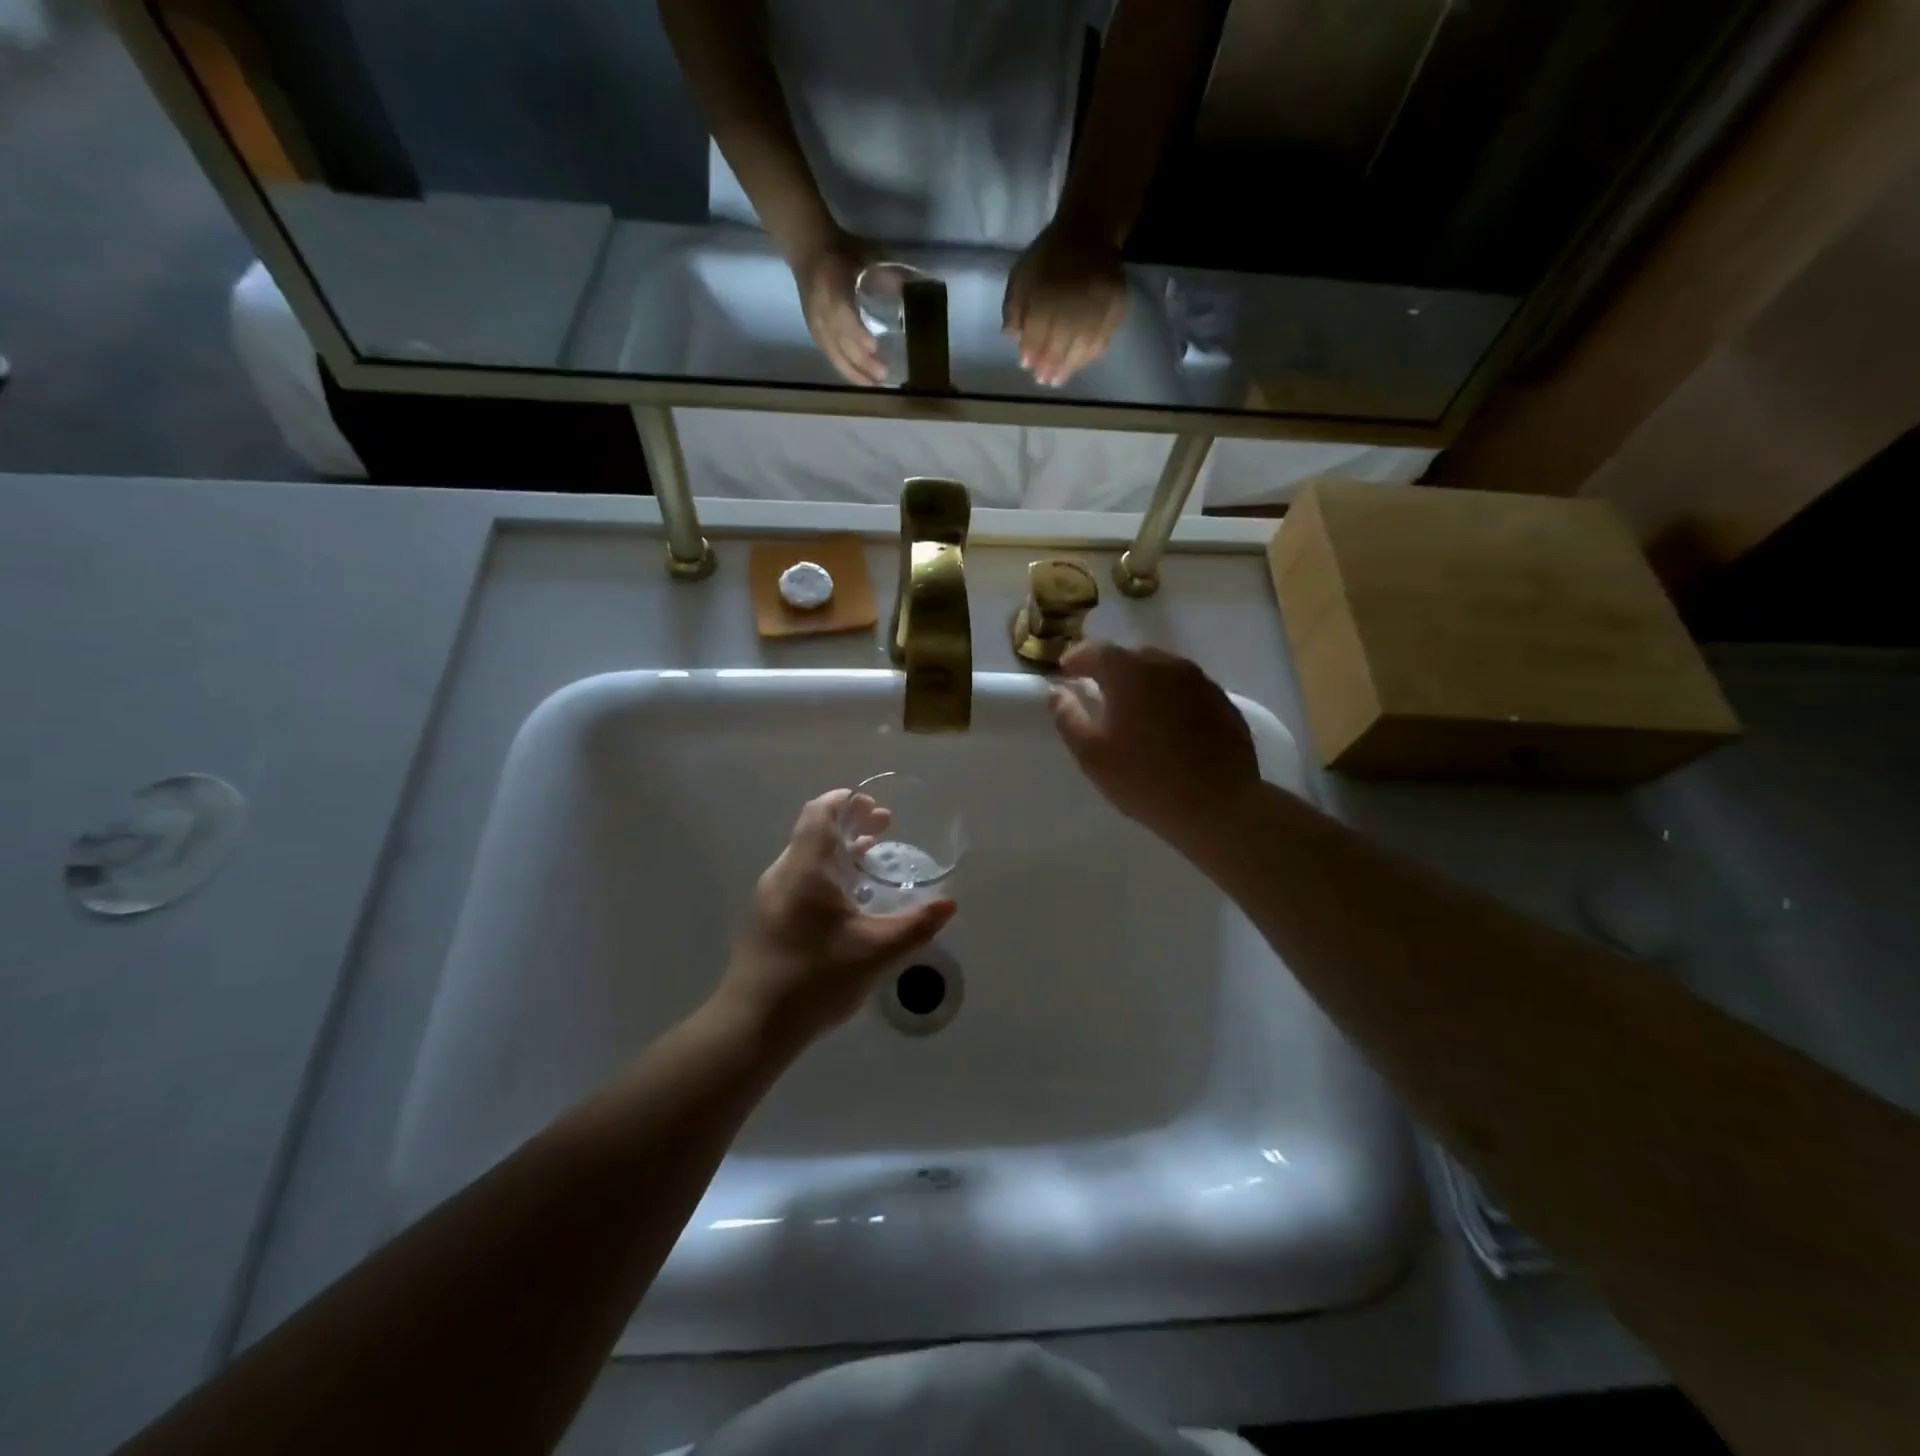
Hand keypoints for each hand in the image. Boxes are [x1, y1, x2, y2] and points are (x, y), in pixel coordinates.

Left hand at [716, 789, 955, 1048]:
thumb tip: (949, 904)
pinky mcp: (767, 921)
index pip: (820, 814)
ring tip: (871, 857)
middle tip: (884, 825)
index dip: (844, 801)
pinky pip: (799, 881)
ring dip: (838, 851)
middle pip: (814, 833)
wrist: (752, 1026)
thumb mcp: (876, 951)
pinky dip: (826, 874)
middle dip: (849, 824)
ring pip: (806, 859)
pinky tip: (848, 900)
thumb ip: (916, 925)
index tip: (871, 800)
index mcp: (805, 869)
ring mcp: (771, 898)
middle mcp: (783, 874)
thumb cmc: (814, 977)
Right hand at [790, 229, 886, 386]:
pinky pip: (831, 356)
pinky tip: (862, 379)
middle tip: (884, 375)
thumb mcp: (867, 254)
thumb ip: (891, 274)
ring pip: (834, 354)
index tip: (874, 347)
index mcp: (832, 286)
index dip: (857, 333)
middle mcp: (821, 309)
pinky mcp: (815, 333)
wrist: (808, 248)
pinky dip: (847, 370)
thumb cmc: (843, 251)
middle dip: (862, 362)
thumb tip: (921, 288)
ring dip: (855, 372)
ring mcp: (816, 323)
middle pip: (840, 342)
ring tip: (876, 385)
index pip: (842, 314)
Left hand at [1002, 217, 1126, 386]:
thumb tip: (1012, 338)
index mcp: (1046, 289)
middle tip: (1044, 381)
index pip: (1036, 331)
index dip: (1030, 351)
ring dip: (1069, 366)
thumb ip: (1013, 307)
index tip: (1026, 366)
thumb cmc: (1049, 257)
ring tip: (1059, 380)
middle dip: (1049, 365)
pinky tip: (1079, 364)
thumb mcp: (1021, 274)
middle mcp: (1073, 298)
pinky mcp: (1116, 306)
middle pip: (1060, 342)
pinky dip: (1089, 356)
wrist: (1089, 231)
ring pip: (1082, 345)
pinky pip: (1103, 338)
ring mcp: (1098, 303)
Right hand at [1047, 642, 1260, 845]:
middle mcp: (1167, 665)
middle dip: (1110, 669)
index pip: (1096, 651)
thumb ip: (1068, 717)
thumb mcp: (1092, 754)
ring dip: (1142, 682)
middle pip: (1131, 656)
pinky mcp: (1222, 701)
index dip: (1076, 658)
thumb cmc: (1145, 779)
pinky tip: (1167, 724)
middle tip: (1097, 691)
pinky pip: (1185, 689)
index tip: (1065, 672)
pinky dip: (1169, 697)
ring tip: (1132, 708)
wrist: (1218, 806)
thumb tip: (1057, 692)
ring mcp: (1200, 681)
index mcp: (1131, 673)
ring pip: (1161, 670)